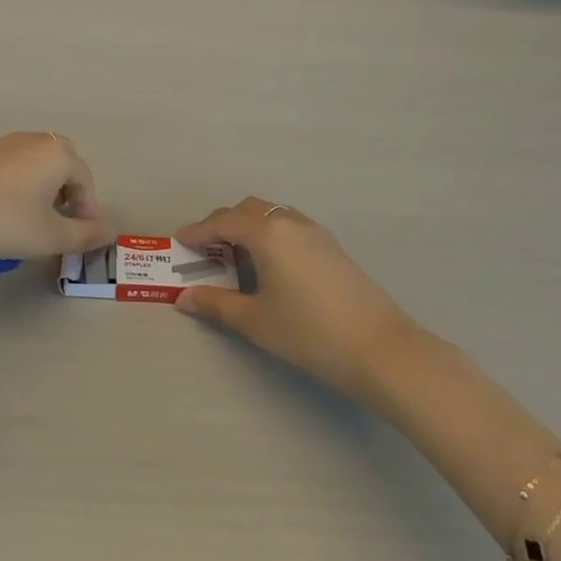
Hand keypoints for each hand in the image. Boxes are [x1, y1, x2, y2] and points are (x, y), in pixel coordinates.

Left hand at [0, 133, 108, 260]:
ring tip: (33, 220)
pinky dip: (18, 186)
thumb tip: (109, 232)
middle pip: (62, 163)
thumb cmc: (3, 221)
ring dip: (43, 188)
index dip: (89, 210)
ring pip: (35, 164)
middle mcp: (33, 141)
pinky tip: (2, 212)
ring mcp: (3, 145)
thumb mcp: (50, 236)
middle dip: (68, 192)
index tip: (81, 237)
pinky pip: (11, 167)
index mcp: (57, 154)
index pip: (85, 180)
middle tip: (61, 222)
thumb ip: (84, 235)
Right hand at [174, 199, 414, 401]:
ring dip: (249, 227)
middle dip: (222, 224)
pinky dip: (271, 235)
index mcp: (267, 232)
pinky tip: (270, 265)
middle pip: (249, 210)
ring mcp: (316, 233)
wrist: (381, 349)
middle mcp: (291, 222)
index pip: (223, 222)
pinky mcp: (333, 248)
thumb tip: (183, 299)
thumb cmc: (309, 332)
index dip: (198, 232)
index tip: (178, 243)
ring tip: (235, 256)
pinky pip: (291, 227)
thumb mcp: (255, 321)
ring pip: (273, 216)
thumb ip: (216, 305)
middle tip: (204, 249)